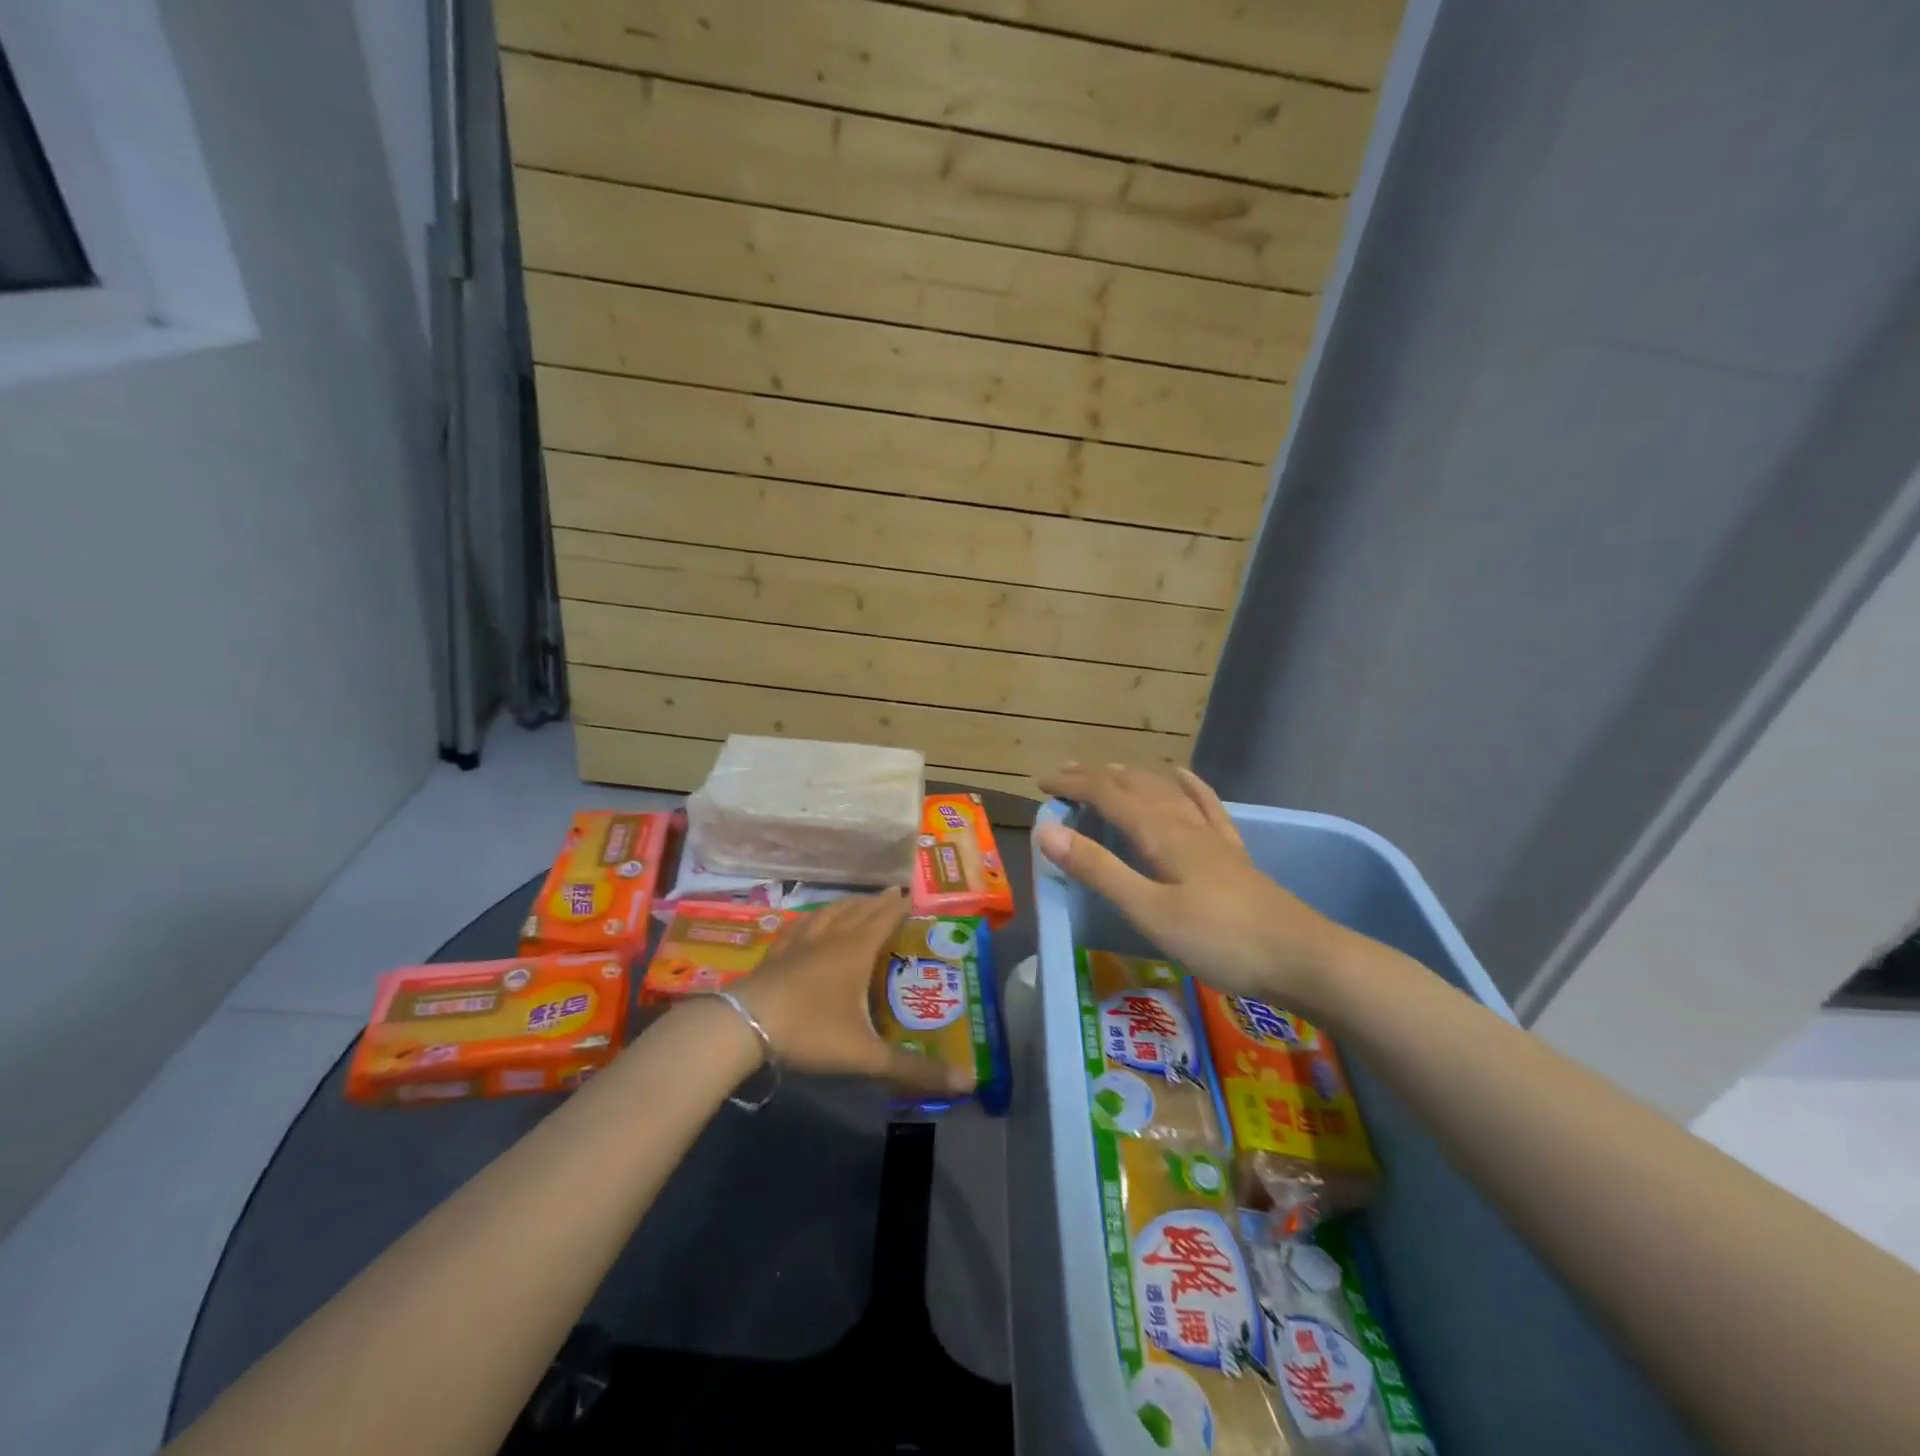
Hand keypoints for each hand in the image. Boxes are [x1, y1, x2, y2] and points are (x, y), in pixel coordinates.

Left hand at [735, 889, 973, 1095]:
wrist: (742, 1027)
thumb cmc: (810, 1031)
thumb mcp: (865, 1055)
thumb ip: (912, 1070)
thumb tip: (967, 1082)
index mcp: (855, 951)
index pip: (884, 918)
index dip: (900, 906)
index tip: (913, 894)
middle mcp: (830, 938)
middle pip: (858, 910)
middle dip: (877, 902)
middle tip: (892, 894)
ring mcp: (799, 943)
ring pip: (829, 913)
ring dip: (847, 904)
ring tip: (857, 902)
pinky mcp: (775, 954)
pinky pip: (800, 926)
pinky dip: (813, 919)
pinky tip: (809, 923)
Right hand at [1035, 763, 1353, 1010]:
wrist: (1303, 958)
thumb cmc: (1220, 939)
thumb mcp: (1149, 910)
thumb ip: (1099, 869)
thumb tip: (1048, 831)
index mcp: (1160, 834)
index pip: (1107, 795)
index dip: (1072, 784)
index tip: (1040, 783)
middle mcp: (1184, 824)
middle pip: (1134, 785)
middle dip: (1095, 777)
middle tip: (1063, 778)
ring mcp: (1212, 837)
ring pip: (1165, 791)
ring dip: (1131, 777)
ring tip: (1107, 772)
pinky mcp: (1232, 854)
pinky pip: (1205, 806)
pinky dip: (1188, 786)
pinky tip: (1183, 777)